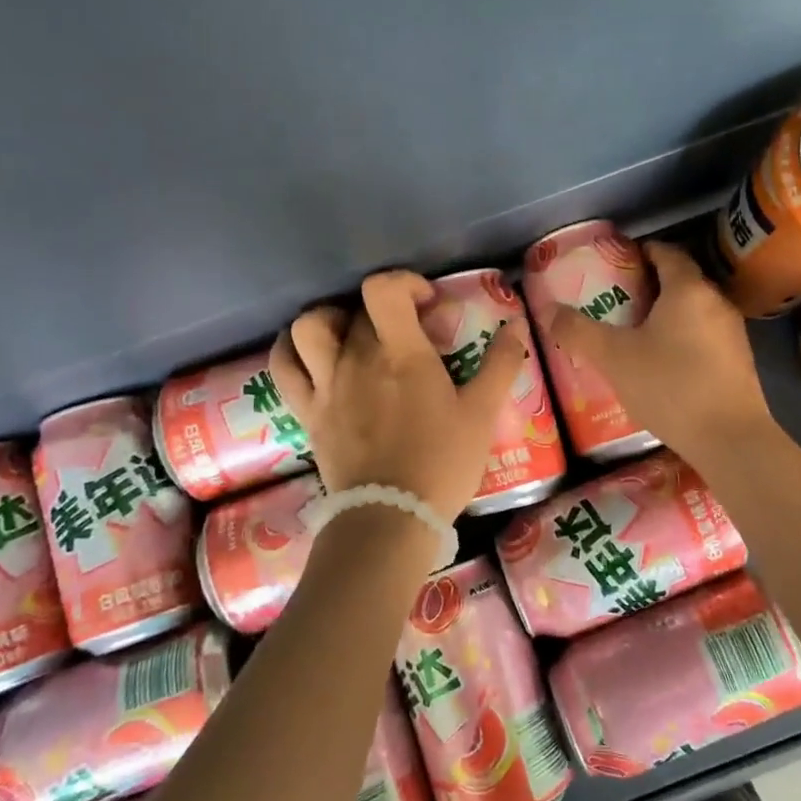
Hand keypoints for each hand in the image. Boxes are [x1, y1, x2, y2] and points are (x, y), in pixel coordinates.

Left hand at [269, 271, 527, 518]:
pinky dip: (290, 349)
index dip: (404, 283)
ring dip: (330, 319)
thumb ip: (501, 364)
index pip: (384, 289)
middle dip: (386, 311)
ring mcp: (326, 384)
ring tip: (352, 333)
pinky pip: (282, 366)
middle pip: (359, 310)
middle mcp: (356, 359)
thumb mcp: (482, 414)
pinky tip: (309, 352)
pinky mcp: (307, 411)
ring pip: (309, 327)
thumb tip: (517, 324)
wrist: (391, 517)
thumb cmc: (441, 463)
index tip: (426, 305)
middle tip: (407, 333)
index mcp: (401, 354)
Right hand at [545, 240, 773, 466]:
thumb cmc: (669, 386)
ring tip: (633, 331)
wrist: (729, 439)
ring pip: (693, 311)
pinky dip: (682, 338)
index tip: (615, 262)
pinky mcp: (739, 361)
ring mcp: (732, 333)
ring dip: (666, 315)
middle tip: (615, 300)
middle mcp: (716, 302)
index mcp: (688, 289)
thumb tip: (546, 310)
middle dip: (648, 286)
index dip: (640, 252)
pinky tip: (661, 362)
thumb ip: (578, 331)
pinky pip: (704, 336)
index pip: (666, 252)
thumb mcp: (614, 358)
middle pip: (680, 281)